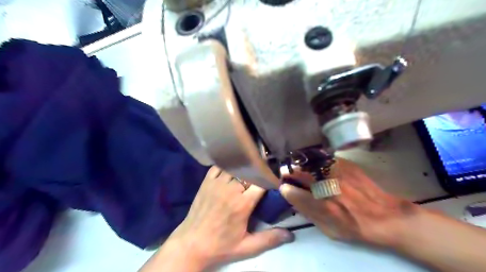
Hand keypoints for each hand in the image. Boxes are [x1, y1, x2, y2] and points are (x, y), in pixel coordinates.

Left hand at [156, 165, 293, 269]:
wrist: (191, 244)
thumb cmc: (220, 246)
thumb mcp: (247, 247)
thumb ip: (269, 239)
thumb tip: (291, 235)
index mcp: (242, 204)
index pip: (261, 182)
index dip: (269, 178)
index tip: (274, 178)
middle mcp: (231, 189)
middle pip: (249, 172)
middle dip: (258, 172)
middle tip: (263, 173)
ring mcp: (217, 183)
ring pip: (235, 167)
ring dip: (244, 168)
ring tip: (250, 168)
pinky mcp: (206, 181)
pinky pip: (219, 166)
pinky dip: (227, 165)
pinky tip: (232, 168)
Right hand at [280, 158, 419, 246]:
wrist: (385, 216)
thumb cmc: (354, 227)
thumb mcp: (328, 229)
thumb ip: (307, 212)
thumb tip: (292, 196)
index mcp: (322, 206)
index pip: (292, 191)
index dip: (285, 188)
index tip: (284, 187)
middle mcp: (328, 186)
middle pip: (299, 172)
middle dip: (289, 172)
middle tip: (288, 174)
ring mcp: (337, 172)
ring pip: (309, 162)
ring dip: (301, 165)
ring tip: (301, 168)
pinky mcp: (345, 164)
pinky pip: (323, 158)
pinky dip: (316, 161)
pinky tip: (317, 166)